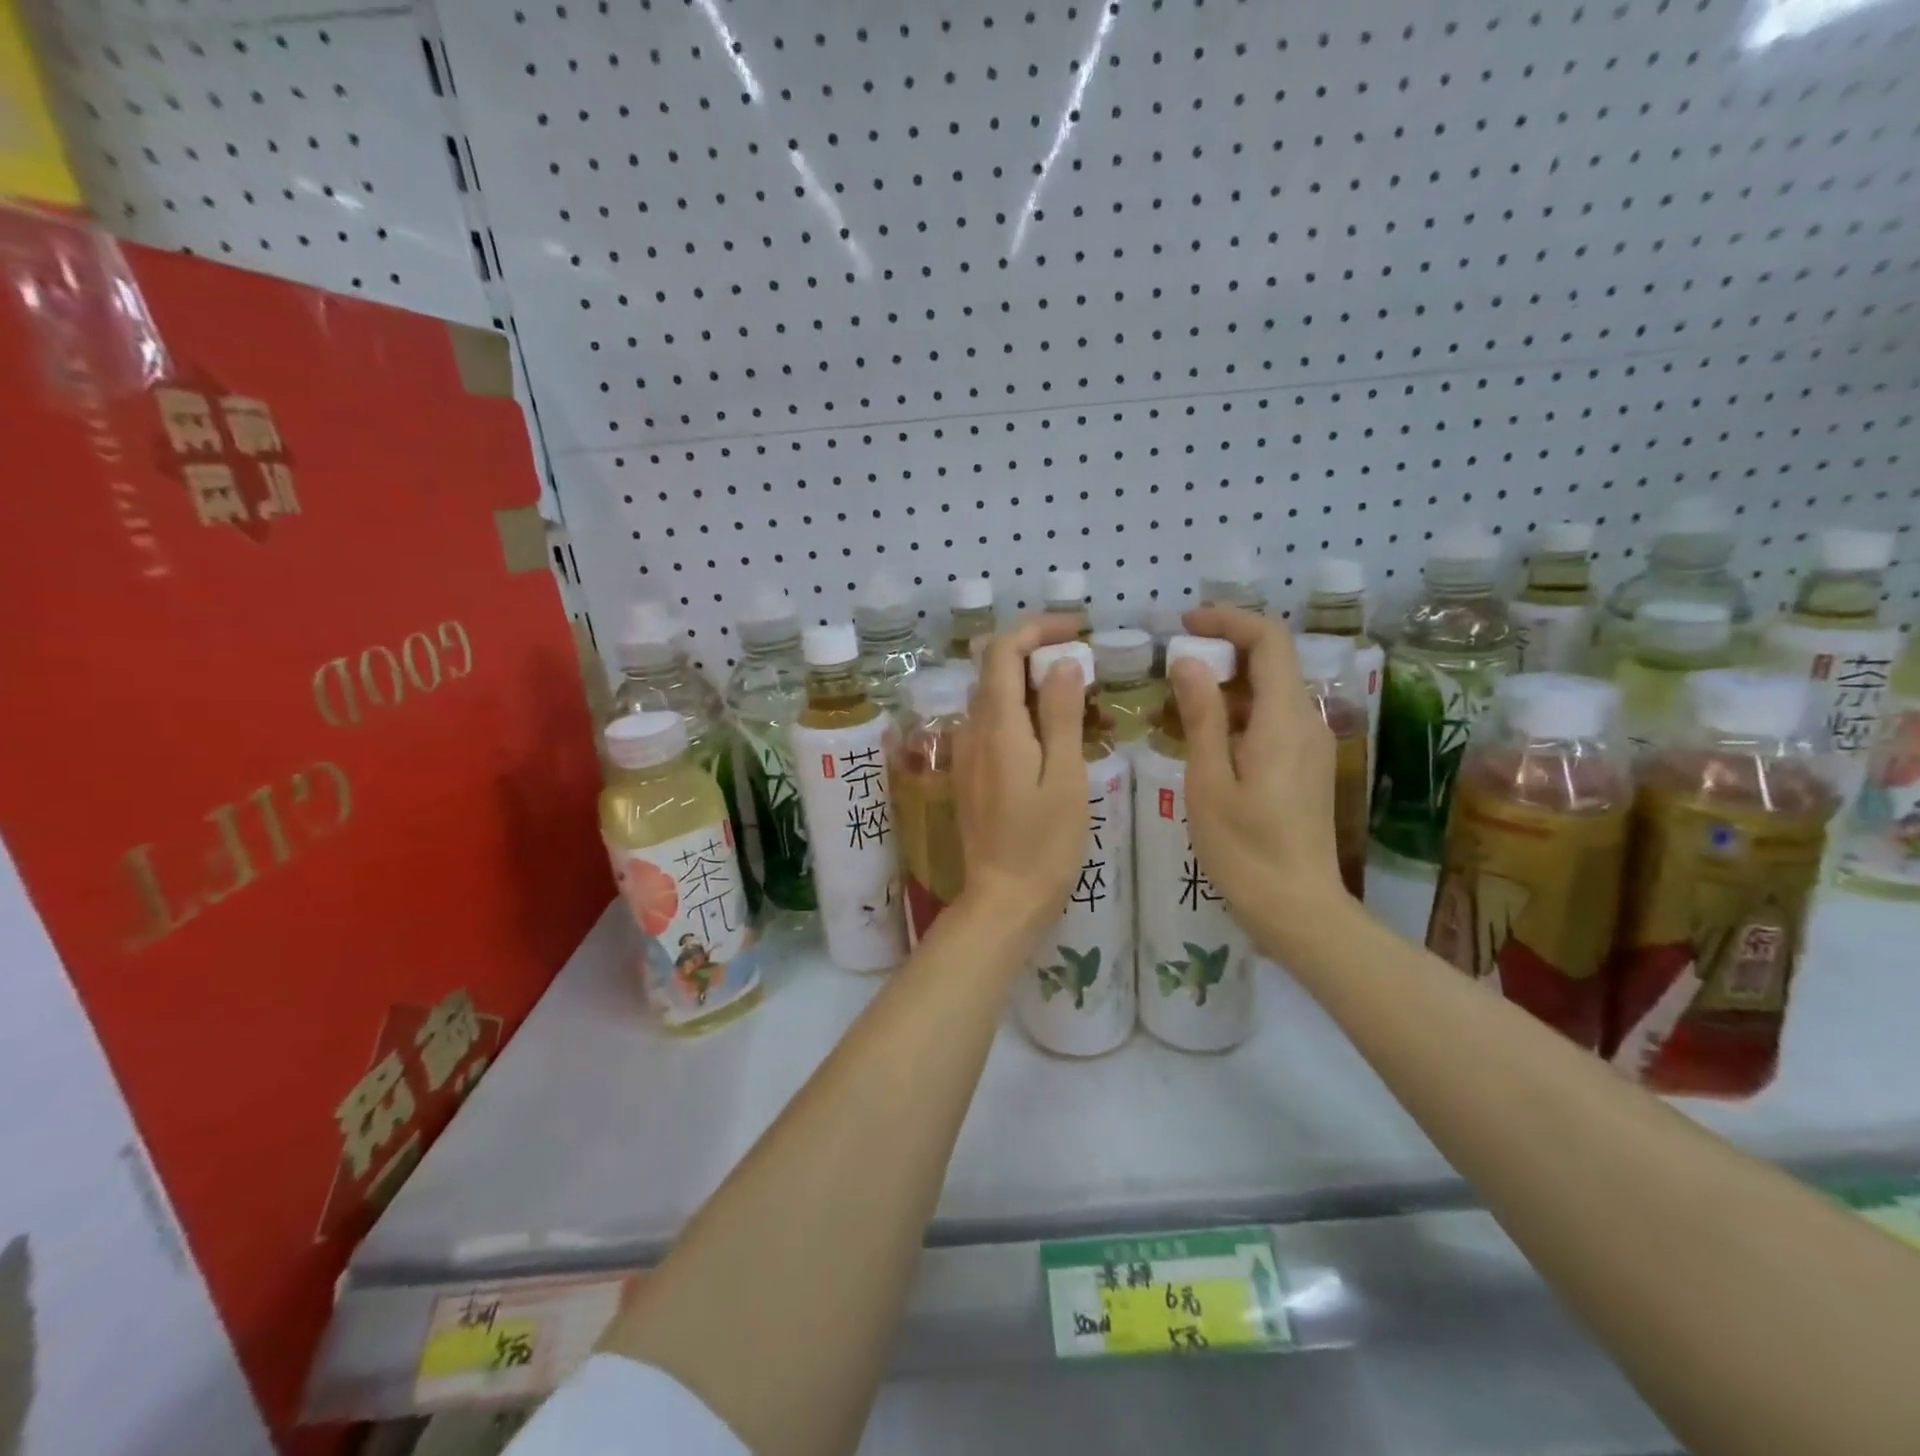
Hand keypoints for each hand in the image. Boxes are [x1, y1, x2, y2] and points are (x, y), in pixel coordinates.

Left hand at [952, 615, 1089, 938]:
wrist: (1002, 898)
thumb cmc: (1044, 844)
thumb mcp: (1066, 778)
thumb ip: (1062, 716)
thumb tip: (1061, 664)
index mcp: (997, 727)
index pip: (1002, 651)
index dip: (1036, 629)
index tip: (1077, 630)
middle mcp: (972, 731)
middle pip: (994, 669)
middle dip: (1035, 652)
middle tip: (1084, 665)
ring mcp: (966, 752)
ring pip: (992, 696)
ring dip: (1029, 683)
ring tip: (1076, 699)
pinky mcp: (969, 772)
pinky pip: (991, 724)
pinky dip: (1019, 711)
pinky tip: (1051, 734)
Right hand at [1169, 606, 1346, 952]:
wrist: (1297, 908)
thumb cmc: (1245, 848)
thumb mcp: (1209, 781)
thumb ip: (1202, 716)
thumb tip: (1190, 662)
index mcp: (1284, 719)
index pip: (1268, 641)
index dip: (1228, 621)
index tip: (1184, 624)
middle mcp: (1305, 723)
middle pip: (1269, 664)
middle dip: (1219, 654)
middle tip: (1168, 666)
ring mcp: (1308, 746)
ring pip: (1267, 694)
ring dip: (1222, 688)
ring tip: (1171, 704)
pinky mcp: (1303, 768)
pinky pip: (1269, 722)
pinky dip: (1234, 716)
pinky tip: (1198, 739)